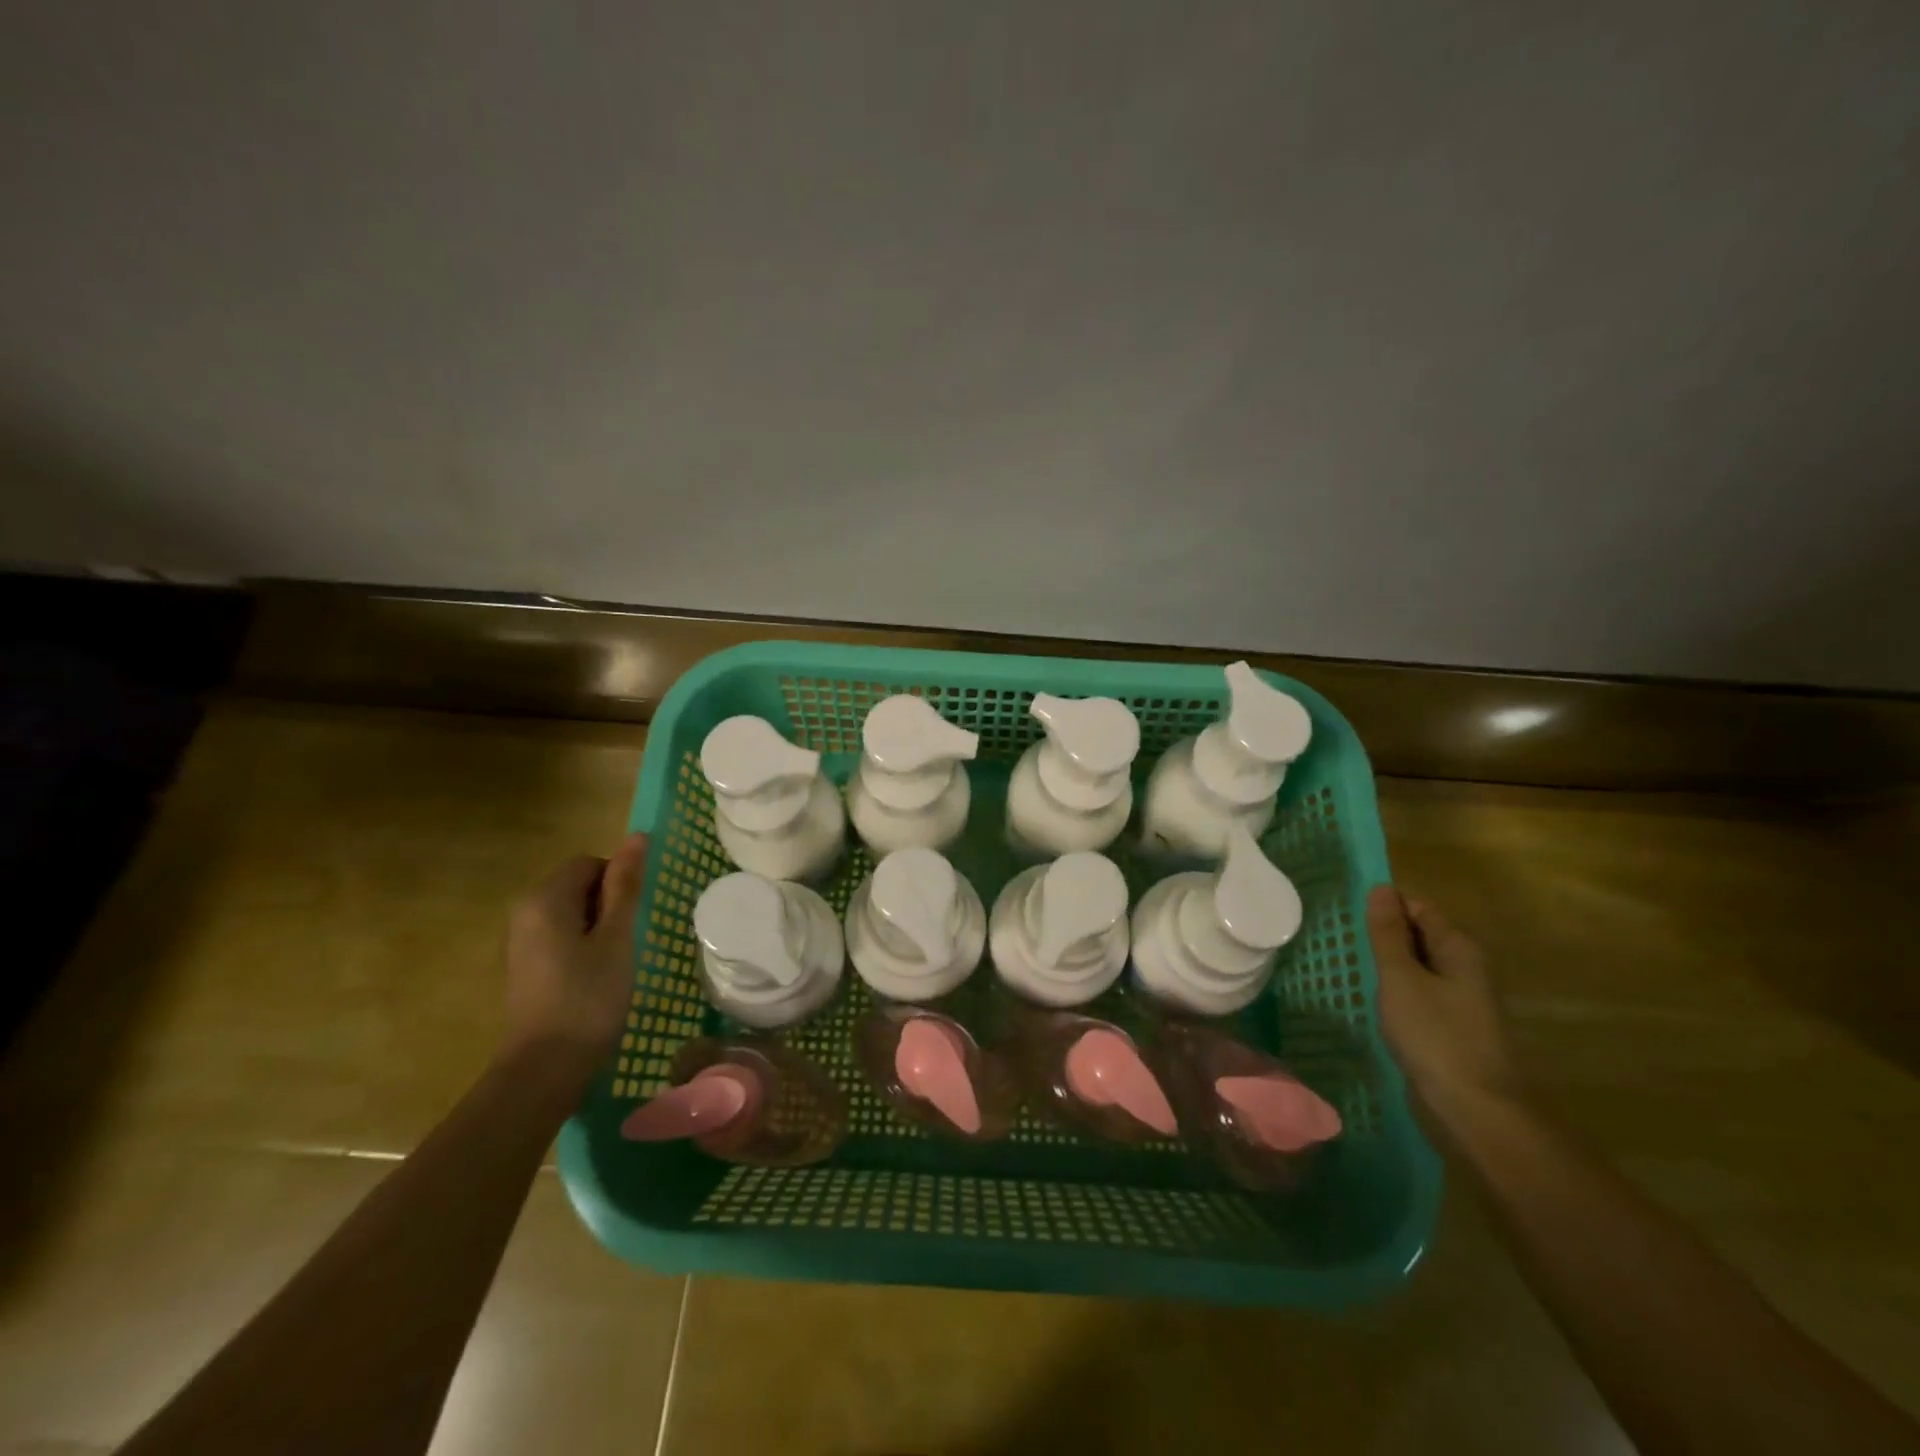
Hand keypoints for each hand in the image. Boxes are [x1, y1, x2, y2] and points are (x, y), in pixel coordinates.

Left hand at [501, 833, 647, 1076]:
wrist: (545, 1066)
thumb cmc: (589, 996)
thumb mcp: (617, 937)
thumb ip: (626, 886)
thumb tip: (637, 837)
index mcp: (546, 898)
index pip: (590, 863)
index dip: (618, 882)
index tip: (634, 917)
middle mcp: (525, 912)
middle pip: (578, 885)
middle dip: (609, 904)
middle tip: (628, 940)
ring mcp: (521, 941)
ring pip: (572, 912)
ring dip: (599, 927)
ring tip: (616, 960)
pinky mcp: (525, 966)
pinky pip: (561, 936)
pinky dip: (584, 946)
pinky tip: (597, 977)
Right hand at [1366, 885, 1522, 1122]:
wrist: (1473, 1110)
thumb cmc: (1435, 1035)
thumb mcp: (1401, 978)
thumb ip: (1388, 934)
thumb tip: (1381, 889)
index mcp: (1458, 950)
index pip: (1419, 908)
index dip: (1386, 908)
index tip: (1350, 918)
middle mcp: (1465, 970)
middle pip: (1420, 937)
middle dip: (1384, 937)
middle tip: (1345, 945)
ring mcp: (1460, 1002)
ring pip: (1417, 970)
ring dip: (1387, 968)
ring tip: (1351, 971)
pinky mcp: (1450, 1029)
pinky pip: (1418, 997)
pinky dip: (1395, 994)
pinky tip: (1372, 1005)